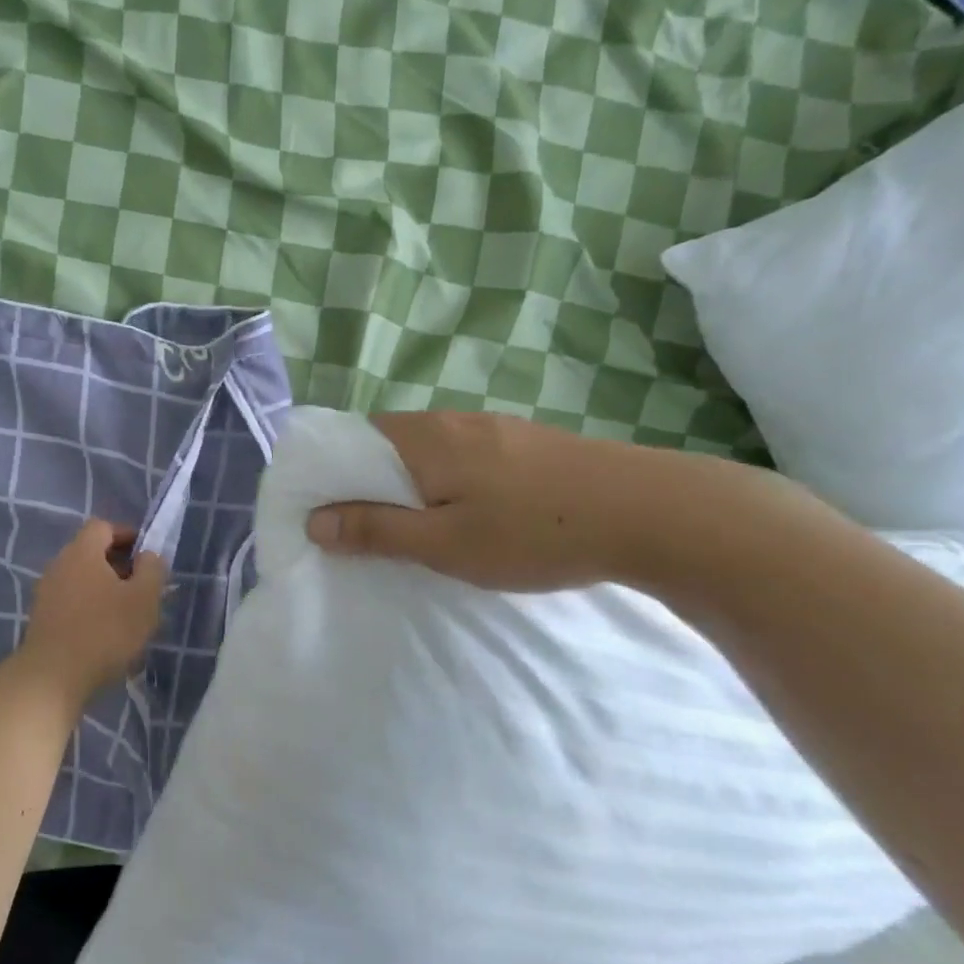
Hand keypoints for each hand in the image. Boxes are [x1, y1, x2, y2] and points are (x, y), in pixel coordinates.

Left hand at [17, 519, 167, 701]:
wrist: (52, 678)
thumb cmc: (105, 631)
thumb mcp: (144, 598)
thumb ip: (152, 569)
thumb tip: (148, 555)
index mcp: (82, 552)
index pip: (103, 527)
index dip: (127, 535)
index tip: (147, 557)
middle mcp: (59, 565)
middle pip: (90, 552)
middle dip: (118, 565)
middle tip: (142, 588)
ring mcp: (46, 593)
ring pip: (81, 579)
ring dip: (104, 589)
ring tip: (127, 614)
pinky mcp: (41, 619)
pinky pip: (71, 601)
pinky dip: (89, 608)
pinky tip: (105, 633)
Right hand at [305, 411, 755, 592]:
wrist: (649, 512)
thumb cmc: (533, 532)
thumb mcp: (445, 543)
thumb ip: (376, 530)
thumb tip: (314, 520)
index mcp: (424, 438)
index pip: (353, 440)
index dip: (331, 475)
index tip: (326, 515)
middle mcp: (453, 421)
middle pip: (388, 444)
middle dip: (368, 483)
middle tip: (367, 532)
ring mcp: (493, 429)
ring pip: (428, 451)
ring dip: (409, 484)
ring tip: (414, 528)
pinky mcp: (524, 444)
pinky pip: (463, 457)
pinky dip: (446, 483)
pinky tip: (467, 514)